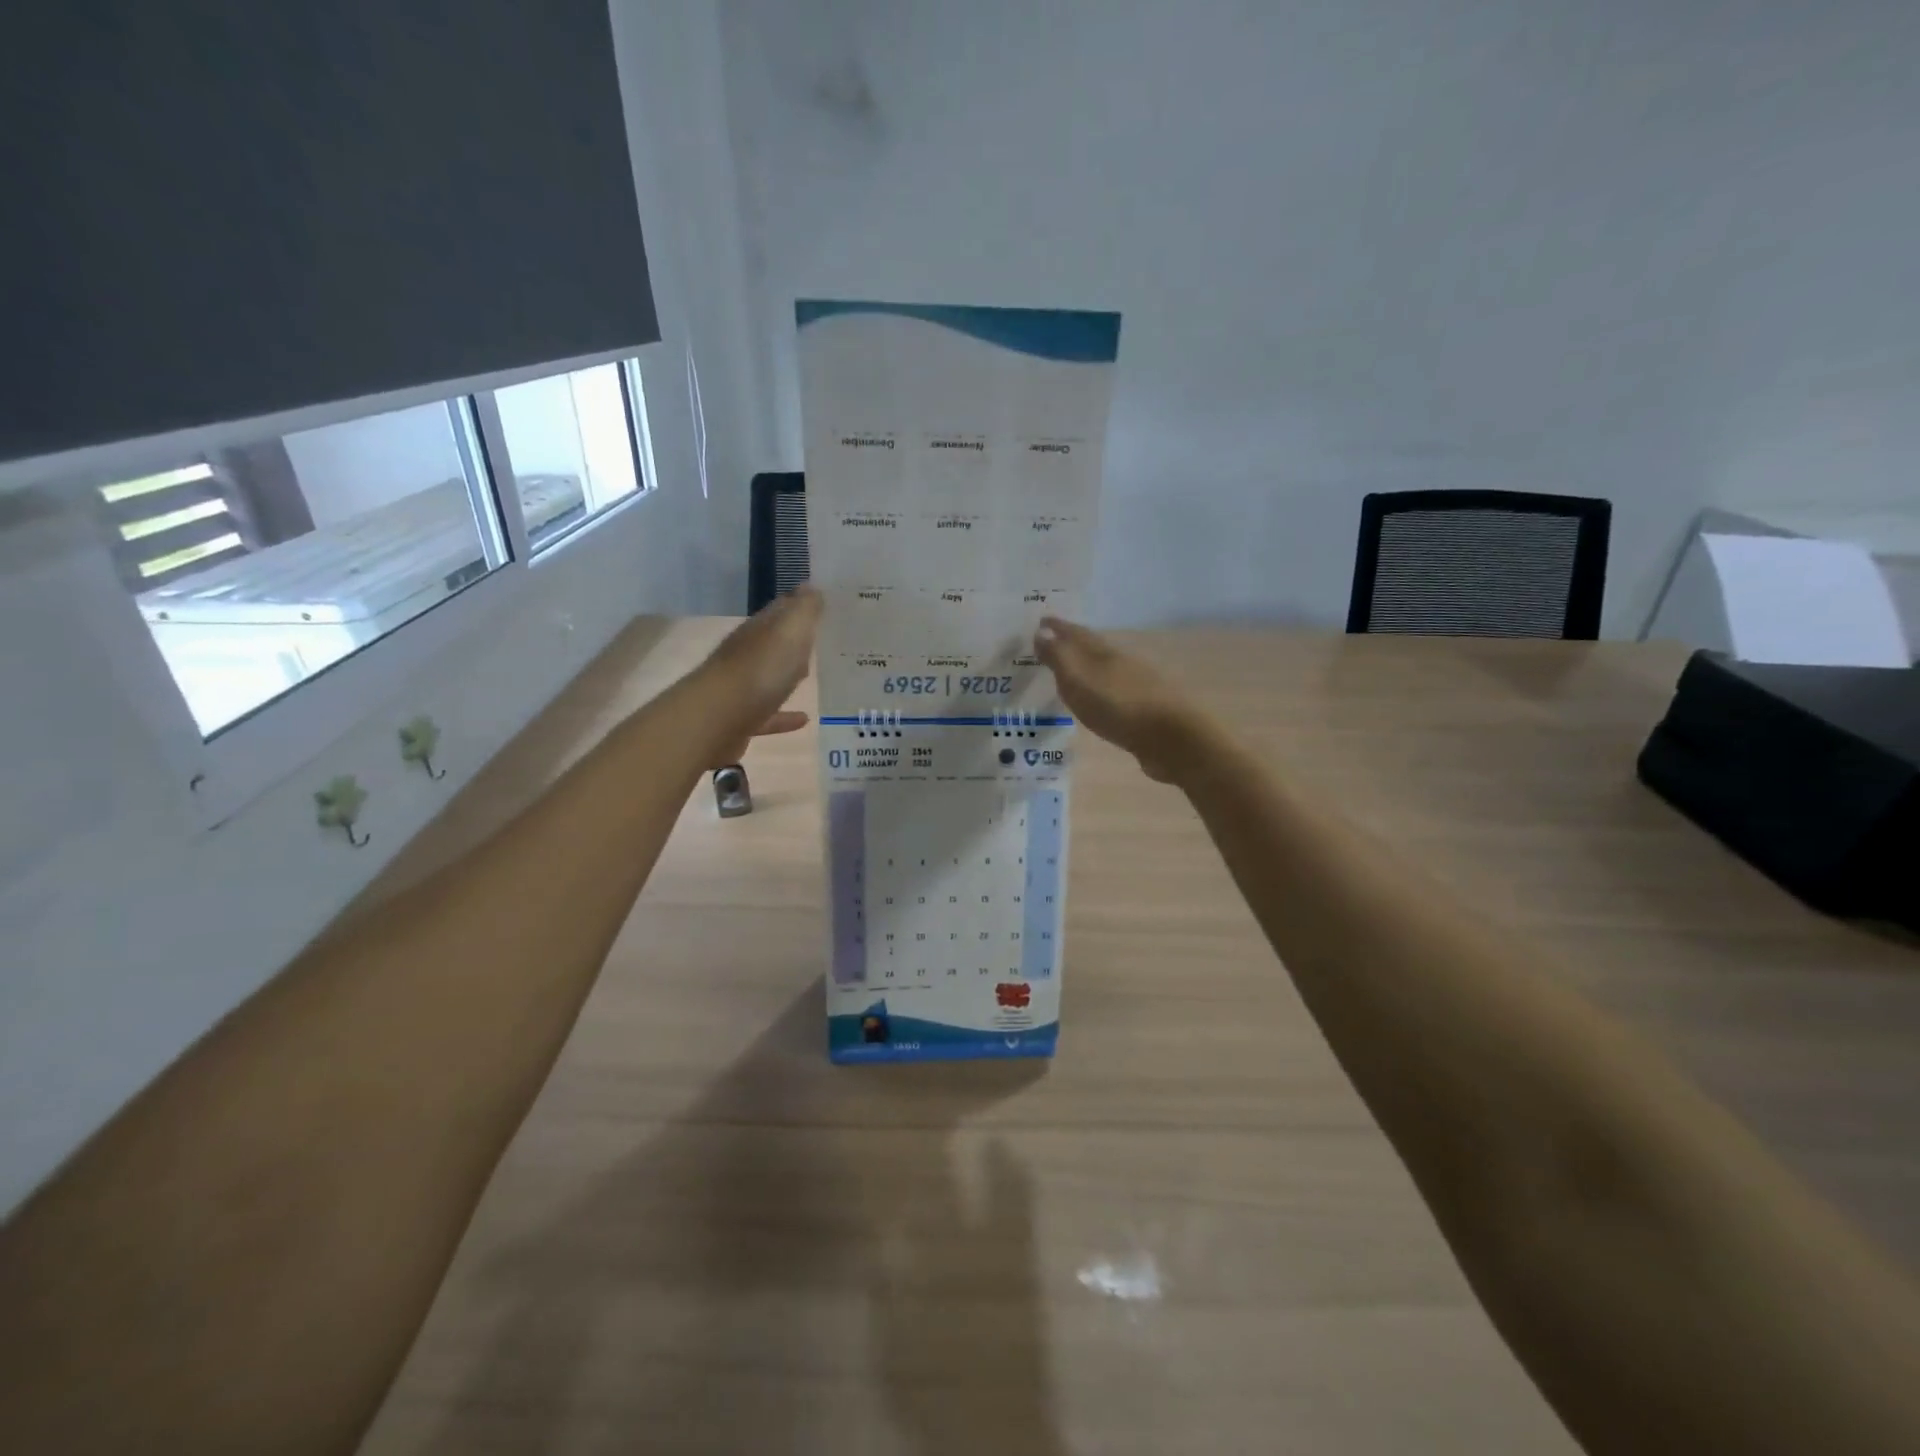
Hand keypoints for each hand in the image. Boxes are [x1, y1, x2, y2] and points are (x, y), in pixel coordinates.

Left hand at [702, 586, 822, 765]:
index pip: (779, 610)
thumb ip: (804, 610)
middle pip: (773, 643)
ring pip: (768, 678)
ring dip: (787, 676)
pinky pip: (767, 715)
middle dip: (794, 641)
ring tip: (812, 675)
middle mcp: (745, 655)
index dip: (800, 605)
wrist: (716, 721)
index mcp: (757, 630)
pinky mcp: (740, 721)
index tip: (823, 604)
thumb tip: (811, 586)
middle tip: (822, 639)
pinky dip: (784, 716)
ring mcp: (740, 689)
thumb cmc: (759, 671)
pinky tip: (804, 719)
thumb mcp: (789, 632)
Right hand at [1034, 617, 1204, 783]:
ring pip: (1106, 669)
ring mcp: (1137, 685)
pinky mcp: (1144, 709)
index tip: (1041, 620)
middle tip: (1052, 644)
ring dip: (1087, 666)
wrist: (1172, 739)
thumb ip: (1059, 657)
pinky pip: (1114, 691)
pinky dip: (1100, 689)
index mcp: (1104, 652)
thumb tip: (1041, 632)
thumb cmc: (1118, 707)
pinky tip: (1098, 698)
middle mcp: (1122, 662)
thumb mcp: (1079, 681)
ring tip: (1070, 672)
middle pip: (1093, 647)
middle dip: (1072, 644)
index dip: (1058, 626)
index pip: (1077, 633)